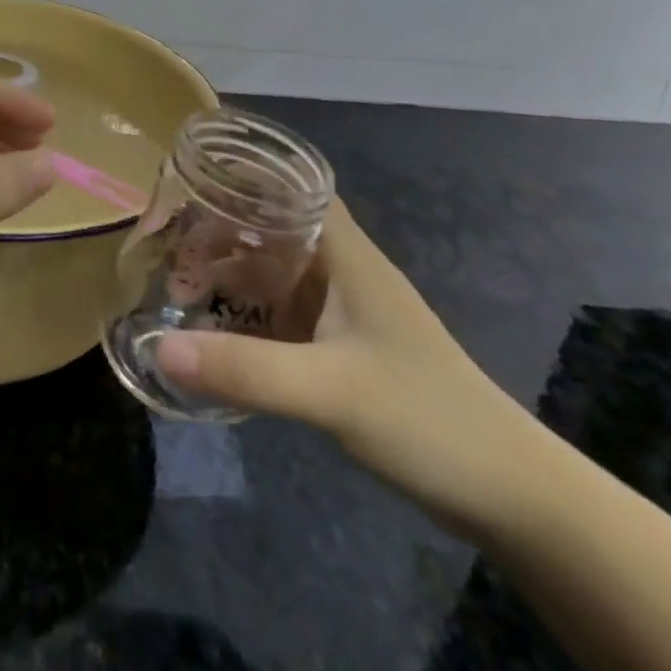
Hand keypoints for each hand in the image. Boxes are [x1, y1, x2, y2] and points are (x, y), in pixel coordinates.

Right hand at [154, 200, 539, 539]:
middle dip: (219, 230)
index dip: (238, 175)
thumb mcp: (330, 391)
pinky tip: (216, 333)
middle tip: (164, 244)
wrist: (511, 495)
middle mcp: (340, 269)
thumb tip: (159, 348)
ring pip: (274, 271)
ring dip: (231, 273)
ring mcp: (344, 311)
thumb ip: (246, 369)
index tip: (185, 181)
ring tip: (178, 287)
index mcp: (344, 252)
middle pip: (271, 226)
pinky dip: (247, 313)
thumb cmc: (426, 418)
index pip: (287, 185)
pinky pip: (281, 313)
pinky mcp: (343, 349)